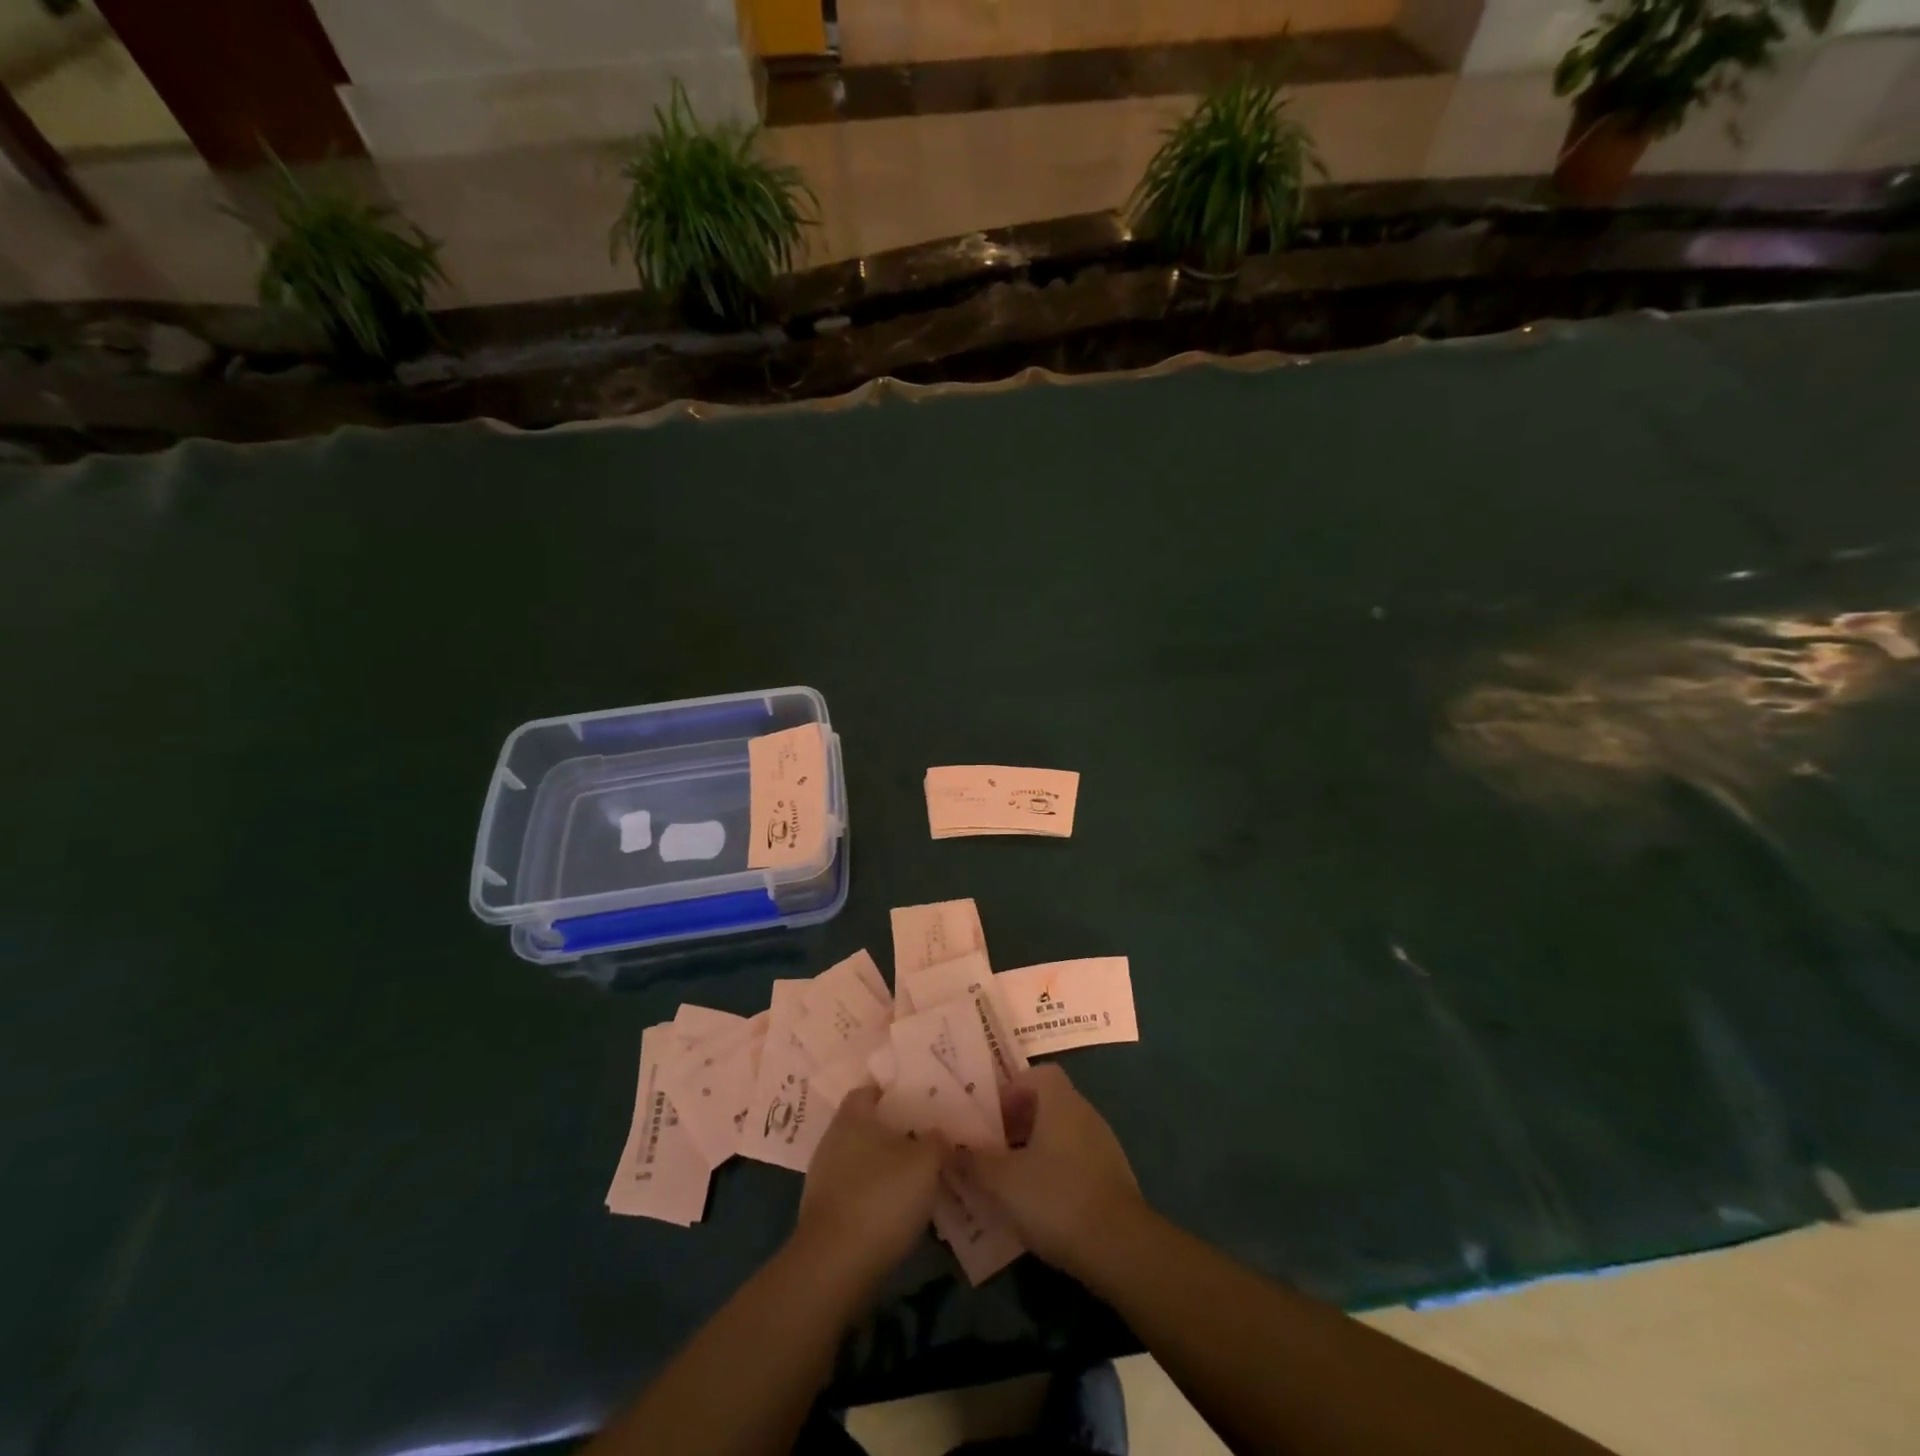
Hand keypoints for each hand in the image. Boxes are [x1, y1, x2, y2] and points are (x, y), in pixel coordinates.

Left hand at [796, 1085, 947, 1284]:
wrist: (834, 1267)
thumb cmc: (881, 1197)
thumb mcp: (925, 1162)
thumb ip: (937, 1141)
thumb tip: (940, 1135)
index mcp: (852, 1117)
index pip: (869, 1090)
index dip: (892, 1092)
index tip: (917, 1098)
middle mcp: (832, 1140)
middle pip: (865, 1125)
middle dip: (892, 1131)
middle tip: (924, 1137)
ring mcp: (823, 1178)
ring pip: (860, 1160)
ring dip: (883, 1166)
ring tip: (916, 1176)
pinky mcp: (823, 1213)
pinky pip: (854, 1191)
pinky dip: (873, 1195)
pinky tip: (896, 1209)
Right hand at [955, 1065, 1142, 1275]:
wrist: (1121, 1248)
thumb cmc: (1056, 1199)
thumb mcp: (1003, 1181)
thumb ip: (971, 1160)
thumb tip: (943, 1144)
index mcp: (1060, 1102)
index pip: (1037, 1074)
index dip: (1011, 1089)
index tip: (989, 1116)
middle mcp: (1084, 1113)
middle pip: (1047, 1104)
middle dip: (1017, 1122)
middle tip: (991, 1148)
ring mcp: (1103, 1145)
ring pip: (1061, 1134)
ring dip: (1034, 1149)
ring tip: (1009, 1180)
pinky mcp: (1112, 1178)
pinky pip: (1075, 1161)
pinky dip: (1055, 1172)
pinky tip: (1039, 1204)